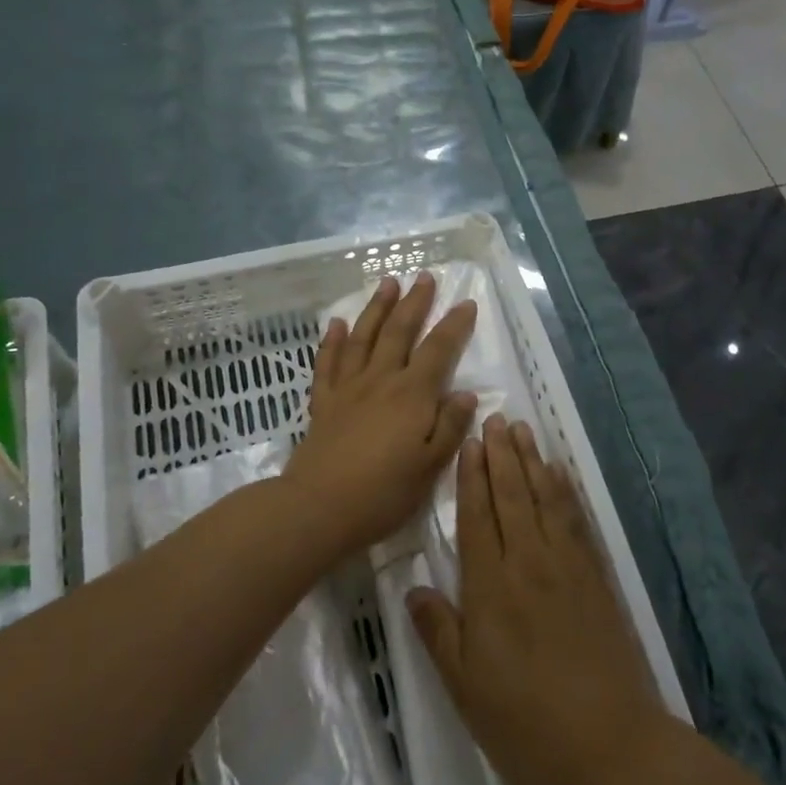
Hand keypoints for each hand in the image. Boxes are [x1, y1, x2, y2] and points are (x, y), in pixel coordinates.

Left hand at [285, 272, 477, 557]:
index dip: (454, 325)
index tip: (466, 303)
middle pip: (400, 331)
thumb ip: (450, 427)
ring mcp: (348, 387)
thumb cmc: (383, 493)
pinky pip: (327, 362)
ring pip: (364, 336)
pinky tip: (335, 323)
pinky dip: (332, 340)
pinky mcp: (323, 400)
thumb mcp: (430, 467)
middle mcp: (381, 379)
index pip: (439, 350)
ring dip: (377, 308)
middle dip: (415, 302)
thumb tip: (466, 394)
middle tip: (424, 276)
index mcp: (412, 395)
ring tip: (387, 283)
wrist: (319, 508)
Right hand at [407, 416, 669, 784]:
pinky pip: (576, 519)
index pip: (478, 515)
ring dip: (532, 461)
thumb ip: (438, 631)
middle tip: (496, 419)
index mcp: (491, 585)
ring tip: (522, 431)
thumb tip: (413, 588)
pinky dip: (565, 490)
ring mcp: (567, 565)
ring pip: (544, 497)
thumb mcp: (465, 686)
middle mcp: (529, 561)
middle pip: (512, 495)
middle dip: (501, 455)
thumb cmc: (524, 722)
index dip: (472, 476)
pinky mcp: (596, 576)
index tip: (470, 442)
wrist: (608, 746)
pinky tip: (559, 473)